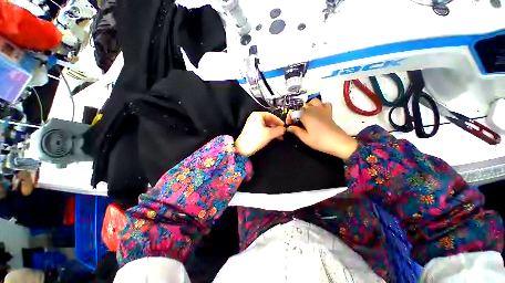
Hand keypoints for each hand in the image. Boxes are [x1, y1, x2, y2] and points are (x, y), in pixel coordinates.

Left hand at [236, 112, 285, 156]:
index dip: (279, 121)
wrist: (243, 148)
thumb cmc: (256, 139)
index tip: (284, 126)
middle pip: (269, 121)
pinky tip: (273, 137)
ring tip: (279, 136)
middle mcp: (254, 118)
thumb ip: (278, 130)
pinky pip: (262, 129)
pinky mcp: (252, 130)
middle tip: (282, 132)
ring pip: (266, 126)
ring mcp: (253, 124)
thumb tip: (284, 129)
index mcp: (258, 115)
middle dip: (276, 127)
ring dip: (273, 131)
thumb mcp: (269, 134)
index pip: (271, 116)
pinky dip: (268, 133)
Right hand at [287, 99, 357, 159]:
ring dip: (310, 105)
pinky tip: (319, 112)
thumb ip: (296, 131)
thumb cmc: (319, 141)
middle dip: (300, 111)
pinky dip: (321, 105)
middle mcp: (314, 110)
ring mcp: (322, 110)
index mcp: (306, 116)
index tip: (292, 124)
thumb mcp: (305, 138)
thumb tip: (289, 127)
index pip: (296, 112)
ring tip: (308, 114)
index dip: (293, 117)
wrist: (338, 142)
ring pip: (314, 101)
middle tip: (299, 121)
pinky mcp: (329, 113)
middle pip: (304, 106)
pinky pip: (325, 104)